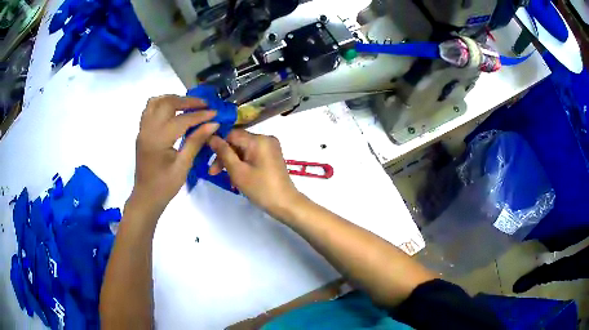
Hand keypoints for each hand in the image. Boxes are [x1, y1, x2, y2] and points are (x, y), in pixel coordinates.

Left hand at [132, 95, 218, 211]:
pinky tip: (173, 111)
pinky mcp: (142, 132)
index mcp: (158, 140)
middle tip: (203, 105)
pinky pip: (150, 109)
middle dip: (187, 101)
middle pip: (167, 103)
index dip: (200, 115)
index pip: (182, 119)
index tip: (215, 113)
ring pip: (156, 102)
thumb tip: (213, 124)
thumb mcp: (183, 166)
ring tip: (188, 105)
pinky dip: (162, 104)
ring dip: (173, 99)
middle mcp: (148, 130)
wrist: (145, 197)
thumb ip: (196, 142)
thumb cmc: (165, 186)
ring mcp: (143, 130)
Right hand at [208, 130, 303, 218]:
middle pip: (237, 141)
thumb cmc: (260, 189)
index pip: (231, 134)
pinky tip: (235, 175)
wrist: (285, 203)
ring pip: (244, 149)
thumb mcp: (238, 171)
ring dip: (232, 161)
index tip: (206, 157)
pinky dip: (242, 163)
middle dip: (224, 155)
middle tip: (213, 172)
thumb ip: (223, 152)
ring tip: (222, 176)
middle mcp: (266, 138)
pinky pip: (252, 154)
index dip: (217, 143)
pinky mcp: (271, 155)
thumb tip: (211, 136)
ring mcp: (270, 147)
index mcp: (258, 140)